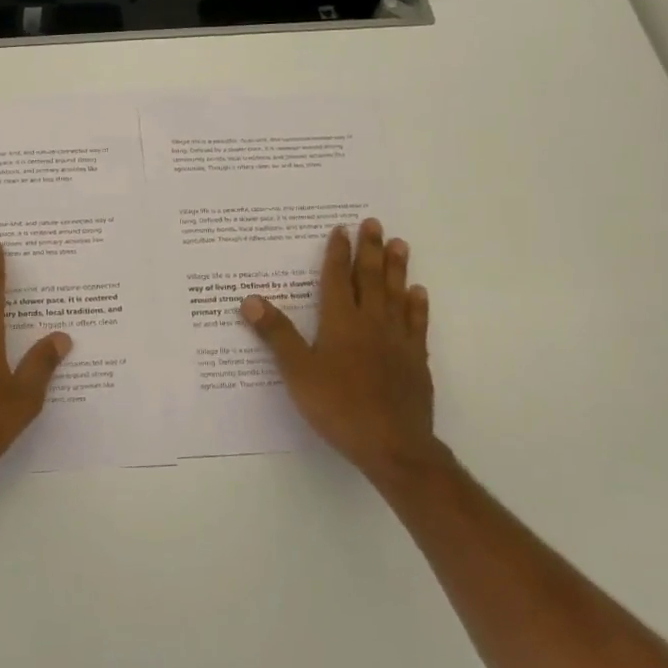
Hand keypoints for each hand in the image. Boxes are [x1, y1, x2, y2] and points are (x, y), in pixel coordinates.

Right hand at [240, 220, 439, 484]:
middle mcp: (371, 323)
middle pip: (370, 279)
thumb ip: (276, 334)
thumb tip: (250, 299)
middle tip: (374, 223)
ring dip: (397, 268)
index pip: (337, 279)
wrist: (392, 444)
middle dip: (370, 249)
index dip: (337, 253)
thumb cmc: (338, 406)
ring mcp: (397, 340)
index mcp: (340, 322)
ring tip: (400, 244)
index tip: (341, 229)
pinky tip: (418, 292)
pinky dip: (417, 305)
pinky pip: (417, 324)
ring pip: (396, 295)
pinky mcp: (415, 360)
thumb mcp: (297, 371)